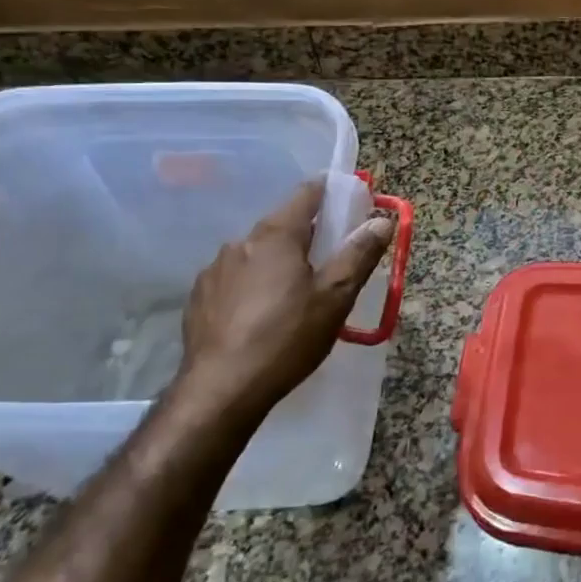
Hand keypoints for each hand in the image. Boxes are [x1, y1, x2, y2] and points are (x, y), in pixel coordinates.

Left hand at [172, 179, 392, 420]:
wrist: (221, 390)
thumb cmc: (287, 338)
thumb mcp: (335, 297)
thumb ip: (359, 254)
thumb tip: (382, 220)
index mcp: (276, 235)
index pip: (307, 194)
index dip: (330, 191)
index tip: (348, 200)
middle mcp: (241, 242)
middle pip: (282, 224)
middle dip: (307, 234)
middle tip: (330, 258)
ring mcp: (214, 269)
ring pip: (256, 253)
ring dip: (278, 261)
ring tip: (295, 293)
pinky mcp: (199, 298)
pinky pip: (234, 279)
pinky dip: (253, 285)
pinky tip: (261, 314)